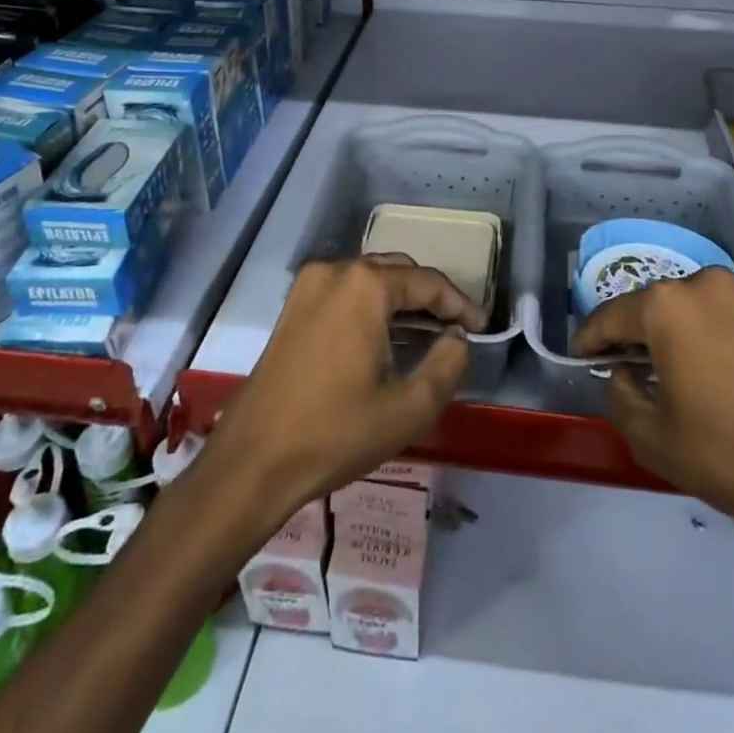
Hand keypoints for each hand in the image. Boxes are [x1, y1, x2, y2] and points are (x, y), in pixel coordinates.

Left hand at [203, 257, 483, 527]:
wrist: (252, 461)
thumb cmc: (335, 433)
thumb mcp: (409, 408)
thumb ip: (448, 364)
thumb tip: (457, 337)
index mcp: (365, 286)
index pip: (428, 282)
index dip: (460, 303)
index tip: (481, 328)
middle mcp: (335, 271)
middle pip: (398, 272)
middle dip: (431, 297)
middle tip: (457, 329)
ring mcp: (308, 286)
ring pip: (371, 279)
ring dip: (402, 300)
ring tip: (428, 333)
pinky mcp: (293, 307)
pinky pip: (346, 292)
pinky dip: (372, 306)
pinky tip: (386, 337)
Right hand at [573, 269, 733, 569]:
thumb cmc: (733, 457)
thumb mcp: (654, 439)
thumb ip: (620, 397)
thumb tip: (625, 374)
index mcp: (669, 306)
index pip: (612, 315)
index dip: (590, 337)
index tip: (580, 355)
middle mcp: (708, 285)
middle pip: (656, 306)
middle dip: (636, 333)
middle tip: (625, 366)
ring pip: (697, 310)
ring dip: (679, 334)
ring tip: (675, 373)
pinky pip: (733, 320)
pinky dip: (716, 340)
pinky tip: (723, 378)